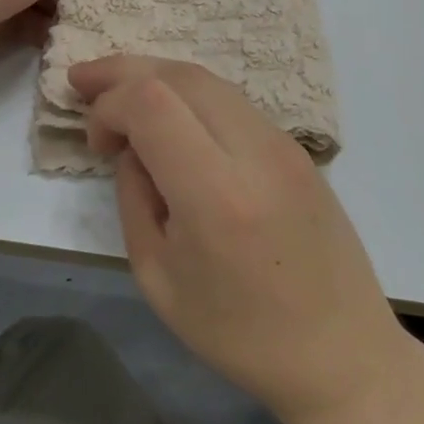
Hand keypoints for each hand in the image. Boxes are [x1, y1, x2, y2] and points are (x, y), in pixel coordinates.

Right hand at [72, 56, 416, 423]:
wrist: (340, 352)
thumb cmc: (240, 333)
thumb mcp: (158, 277)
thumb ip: (134, 197)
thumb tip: (131, 146)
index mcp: (216, 194)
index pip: (151, 102)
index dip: (108, 105)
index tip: (95, 141)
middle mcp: (255, 151)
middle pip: (179, 75)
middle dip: (123, 71)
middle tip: (83, 82)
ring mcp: (283, 144)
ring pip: (208, 80)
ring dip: (157, 77)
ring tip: (118, 92)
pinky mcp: (296, 148)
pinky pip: (232, 102)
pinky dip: (189, 96)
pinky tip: (169, 116)